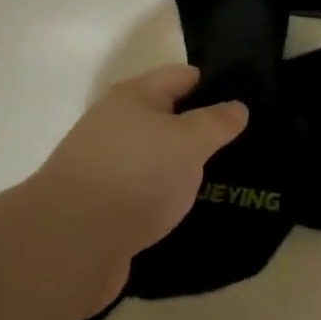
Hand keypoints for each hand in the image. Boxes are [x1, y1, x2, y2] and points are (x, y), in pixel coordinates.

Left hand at [9, 65, 247, 313]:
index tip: (249, 103)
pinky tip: (193, 210)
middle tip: (246, 145)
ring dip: (186, 167)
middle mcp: (118, 124)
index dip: (215, 86)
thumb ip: (216, 122)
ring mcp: (110, 166)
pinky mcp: (107, 206)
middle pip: (169, 118)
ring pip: (159, 158)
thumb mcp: (188, 141)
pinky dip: (169, 197)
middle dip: (203, 129)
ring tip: (228, 179)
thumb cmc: (135, 174)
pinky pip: (148, 192)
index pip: (182, 77)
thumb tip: (237, 107)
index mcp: (134, 96)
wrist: (71, 243)